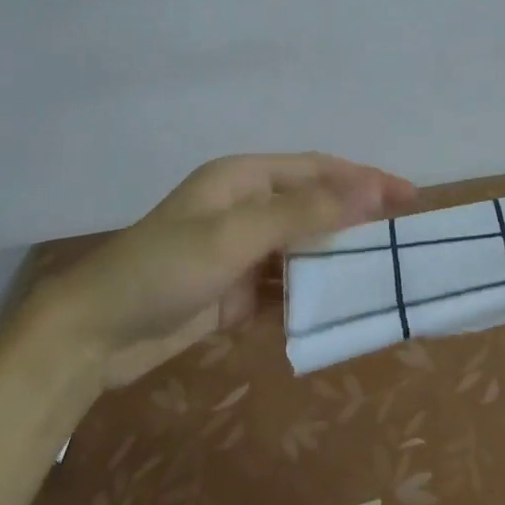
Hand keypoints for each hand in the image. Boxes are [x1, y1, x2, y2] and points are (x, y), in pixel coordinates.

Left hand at [41, 153, 414, 388]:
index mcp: (243, 179)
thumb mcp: (235, 235)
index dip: (364, 178)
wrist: (95, 334)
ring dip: (337, 258)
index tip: (409, 196)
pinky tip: (339, 307)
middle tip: (405, 236)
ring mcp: (240, 251)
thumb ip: (302, 212)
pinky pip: (284, 286)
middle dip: (357, 218)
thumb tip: (367, 187)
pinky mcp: (234, 292)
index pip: (317, 170)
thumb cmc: (164, 269)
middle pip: (313, 206)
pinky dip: (311, 294)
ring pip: (302, 248)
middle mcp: (245, 207)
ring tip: (383, 273)